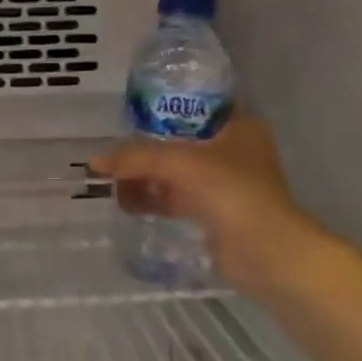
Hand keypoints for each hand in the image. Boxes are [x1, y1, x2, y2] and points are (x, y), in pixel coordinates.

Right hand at [90, 112, 332, 295]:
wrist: (266, 252)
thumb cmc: (231, 191)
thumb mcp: (179, 163)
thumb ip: (135, 158)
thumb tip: (94, 161)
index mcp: (239, 127)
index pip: (196, 108)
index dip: (163, 110)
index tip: (130, 115)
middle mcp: (235, 151)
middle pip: (180, 143)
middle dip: (147, 150)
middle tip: (114, 153)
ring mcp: (226, 185)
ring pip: (176, 173)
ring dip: (146, 177)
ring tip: (112, 183)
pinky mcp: (215, 214)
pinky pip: (177, 200)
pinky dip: (154, 200)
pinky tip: (126, 203)